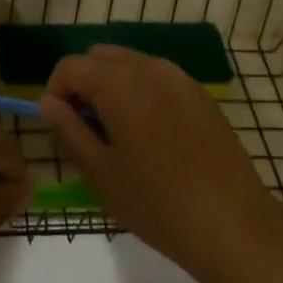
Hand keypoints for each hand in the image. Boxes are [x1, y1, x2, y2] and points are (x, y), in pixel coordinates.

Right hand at [39, 46, 282, 276]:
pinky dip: (142, 92)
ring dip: (112, 85)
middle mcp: (147, 66)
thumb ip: (68, 130)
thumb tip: (48, 102)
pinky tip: (153, 136)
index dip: (56, 92)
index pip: (70, 66)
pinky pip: (158, 77)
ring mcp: (178, 77)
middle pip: (99, 57)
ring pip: (130, 63)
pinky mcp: (200, 94)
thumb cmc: (158, 203)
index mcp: (117, 82)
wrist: (235, 225)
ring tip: (119, 134)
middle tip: (87, 130)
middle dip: (84, 84)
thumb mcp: (101, 173)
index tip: (61, 128)